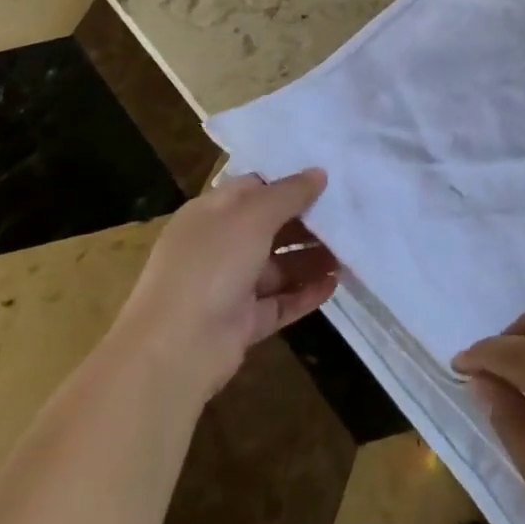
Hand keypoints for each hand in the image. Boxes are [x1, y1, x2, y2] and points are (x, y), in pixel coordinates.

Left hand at [118, 170, 337, 399]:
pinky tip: (334, 284)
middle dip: (306, 222)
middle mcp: (218, 247)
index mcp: (210, 213)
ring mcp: (228, 287)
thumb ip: (289, 194)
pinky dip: (304, 293)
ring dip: (311, 259)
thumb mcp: (253, 216)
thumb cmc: (211, 265)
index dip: (286, 182)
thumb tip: (319, 172)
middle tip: (347, 215)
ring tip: (349, 252)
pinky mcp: (241, 323)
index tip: (325, 179)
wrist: (175, 350)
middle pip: (269, 227)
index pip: (252, 189)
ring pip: (277, 266)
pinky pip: (279, 302)